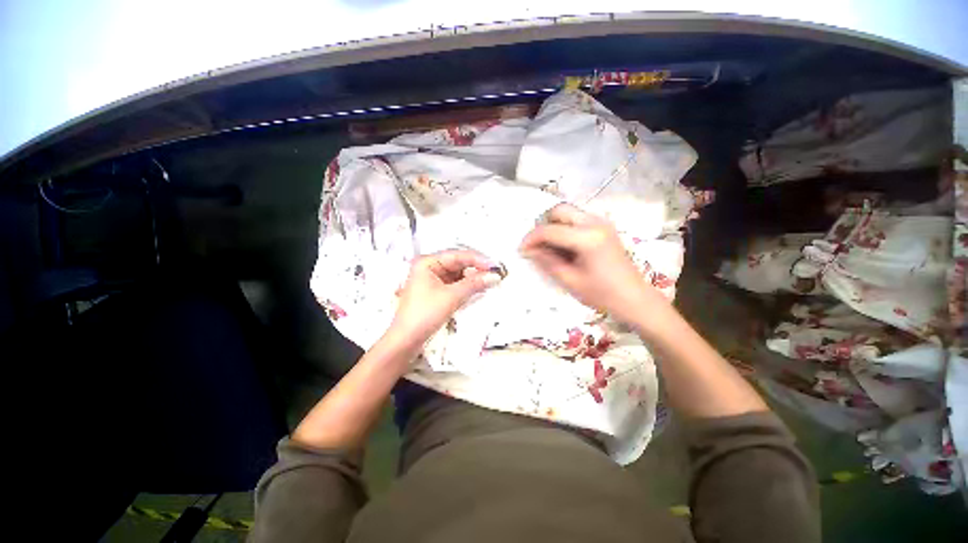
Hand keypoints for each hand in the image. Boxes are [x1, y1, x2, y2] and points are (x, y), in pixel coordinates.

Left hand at [390, 249, 501, 343]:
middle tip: (494, 273)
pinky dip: (466, 286)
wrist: (407, 340)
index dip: (477, 259)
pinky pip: (455, 284)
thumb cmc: (425, 314)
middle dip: (476, 268)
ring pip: (457, 274)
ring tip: (489, 280)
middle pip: (458, 263)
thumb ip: (474, 284)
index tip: (495, 266)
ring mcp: (432, 280)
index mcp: (427, 262)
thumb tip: (494, 276)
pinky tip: (478, 288)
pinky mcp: (435, 291)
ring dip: (472, 278)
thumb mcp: (451, 297)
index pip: (457, 255)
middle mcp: (429, 267)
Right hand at [520, 203, 659, 325]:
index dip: (531, 238)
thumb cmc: (602, 294)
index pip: (550, 230)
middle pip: (559, 210)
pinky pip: (577, 219)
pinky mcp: (604, 227)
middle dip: (543, 225)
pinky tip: (564, 246)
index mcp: (587, 238)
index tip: (521, 250)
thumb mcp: (570, 280)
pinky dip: (565, 227)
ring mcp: (602, 222)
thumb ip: (547, 261)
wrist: (634, 298)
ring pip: (568, 212)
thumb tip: (529, 250)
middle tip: (537, 246)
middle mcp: (595, 223)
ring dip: (554, 225)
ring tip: (549, 247)